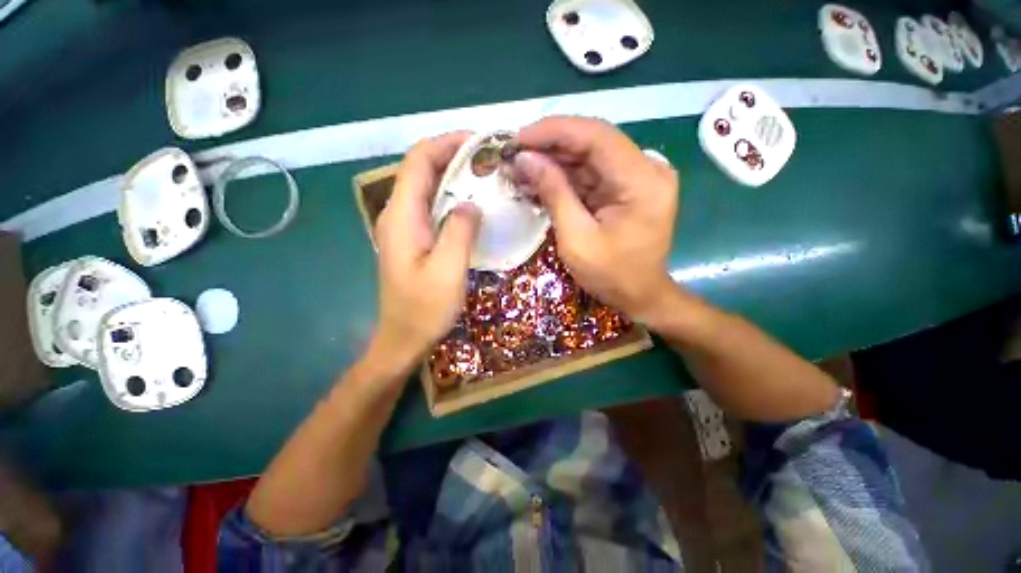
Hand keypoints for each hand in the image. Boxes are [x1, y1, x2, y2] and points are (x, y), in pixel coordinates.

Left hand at [372, 132, 481, 367]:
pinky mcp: (415, 239)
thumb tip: (472, 203)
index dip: (447, 144)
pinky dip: (454, 198)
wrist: (404, 338)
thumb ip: (459, 231)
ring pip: (429, 187)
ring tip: (487, 176)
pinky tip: (474, 204)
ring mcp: (405, 227)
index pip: (419, 161)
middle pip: (422, 169)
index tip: (480, 143)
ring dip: (456, 176)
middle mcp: (398, 214)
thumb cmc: (424, 309)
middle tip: (491, 159)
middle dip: (455, 156)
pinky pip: (434, 207)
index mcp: (402, 216)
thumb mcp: (447, 270)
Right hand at [512, 116, 679, 324]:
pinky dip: (566, 176)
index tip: (518, 138)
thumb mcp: (576, 239)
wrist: (641, 295)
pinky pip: (593, 173)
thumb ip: (554, 193)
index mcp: (642, 180)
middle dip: (550, 145)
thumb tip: (525, 159)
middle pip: (593, 141)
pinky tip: (540, 180)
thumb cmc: (611, 275)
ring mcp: (639, 176)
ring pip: (590, 156)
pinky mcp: (628, 187)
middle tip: (514, 154)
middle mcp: (647, 169)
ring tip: (521, 168)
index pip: (595, 136)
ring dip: (554, 160)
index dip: (553, 131)